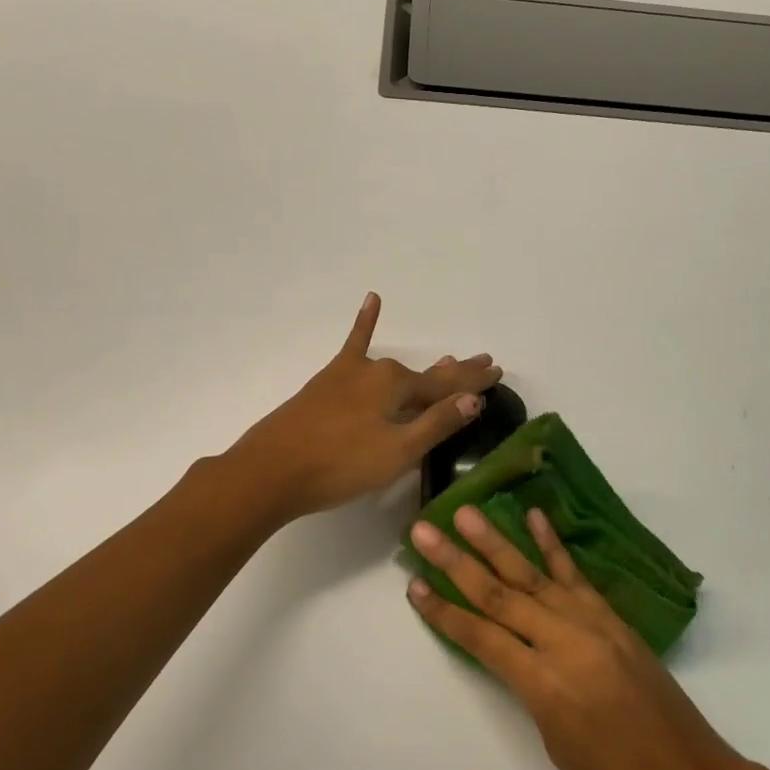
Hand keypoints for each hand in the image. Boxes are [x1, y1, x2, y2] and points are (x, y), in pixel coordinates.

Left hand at [232, 293, 502, 521]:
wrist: (271, 470)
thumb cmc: (340, 466)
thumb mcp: (396, 452)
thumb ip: (436, 423)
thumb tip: (474, 398)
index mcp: (397, 387)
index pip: (448, 386)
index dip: (474, 383)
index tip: (498, 371)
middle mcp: (377, 371)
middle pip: (426, 375)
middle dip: (457, 372)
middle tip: (485, 362)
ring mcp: (350, 374)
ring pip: (396, 369)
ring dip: (425, 367)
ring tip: (449, 356)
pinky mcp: (327, 383)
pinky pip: (352, 346)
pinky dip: (364, 324)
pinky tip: (372, 299)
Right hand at [407, 505, 756, 769]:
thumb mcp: (554, 742)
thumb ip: (528, 687)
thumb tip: (511, 650)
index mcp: (544, 684)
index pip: (481, 637)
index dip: (444, 612)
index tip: (413, 585)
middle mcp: (564, 643)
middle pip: (500, 595)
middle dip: (457, 562)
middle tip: (424, 532)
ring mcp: (592, 624)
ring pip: (533, 576)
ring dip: (496, 542)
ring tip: (465, 515)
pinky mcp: (613, 618)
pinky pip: (576, 576)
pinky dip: (553, 546)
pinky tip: (534, 518)